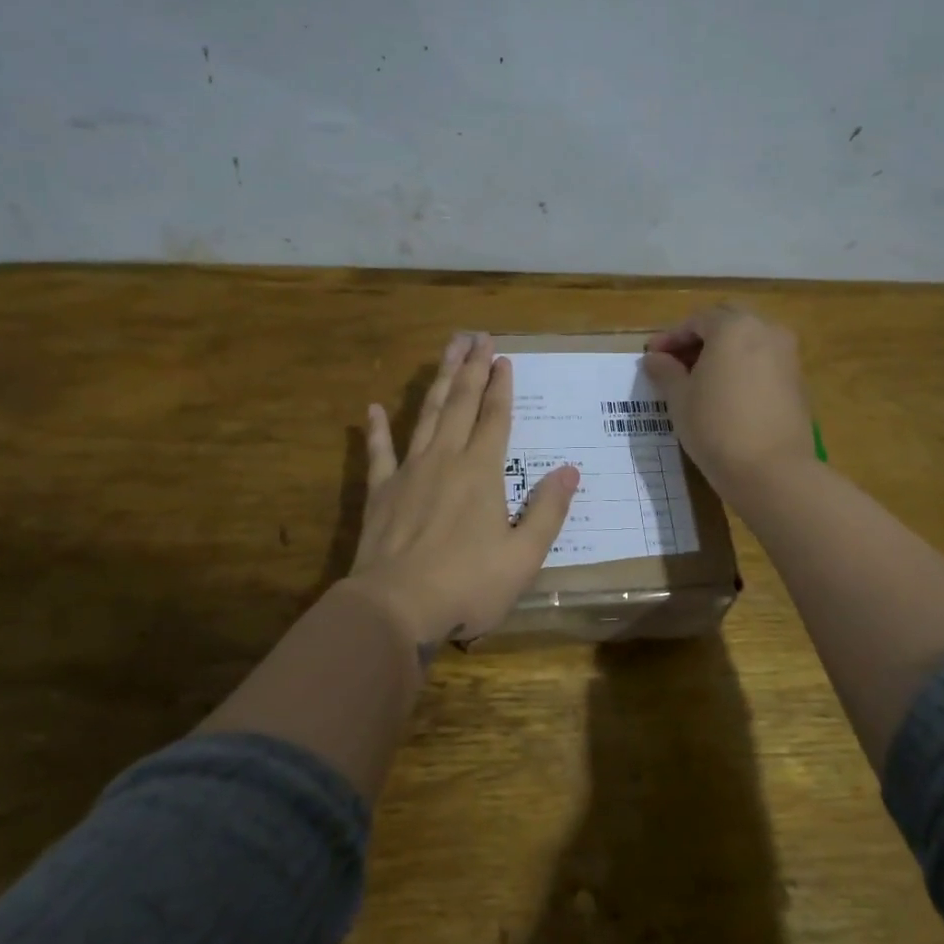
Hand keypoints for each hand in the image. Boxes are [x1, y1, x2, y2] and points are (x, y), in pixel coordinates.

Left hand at [345, 332, 580, 651]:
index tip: (503, 357)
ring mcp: (409, 472)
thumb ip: (548, 511)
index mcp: (482, 473)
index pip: (495, 418)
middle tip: (476, 336)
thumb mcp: (523, 557)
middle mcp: (446, 460)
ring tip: (446, 351)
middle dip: (471, 368)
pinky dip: (377, 429)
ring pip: (425, 415)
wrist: (396, 607)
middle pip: (460, 404)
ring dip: (438, 381)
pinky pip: (379, 453)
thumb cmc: (467, 585)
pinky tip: (373, 408)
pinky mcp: (380, 492)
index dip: (501, 386)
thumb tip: (570, 471)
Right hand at [643, 305, 813, 497]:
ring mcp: (787, 354)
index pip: (696, 320)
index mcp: (734, 327)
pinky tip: (725, 392)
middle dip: (699, 339)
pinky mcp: (797, 380)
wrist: (772, 470)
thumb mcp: (680, 399)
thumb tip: (654, 358)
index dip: (671, 337)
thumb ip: (666, 371)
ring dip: (722, 352)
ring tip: (699, 379)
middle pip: (727, 323)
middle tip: (675, 363)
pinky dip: (742, 367)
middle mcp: (766, 330)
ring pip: (748, 341)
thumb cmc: (716, 427)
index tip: (653, 357)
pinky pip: (763, 361)